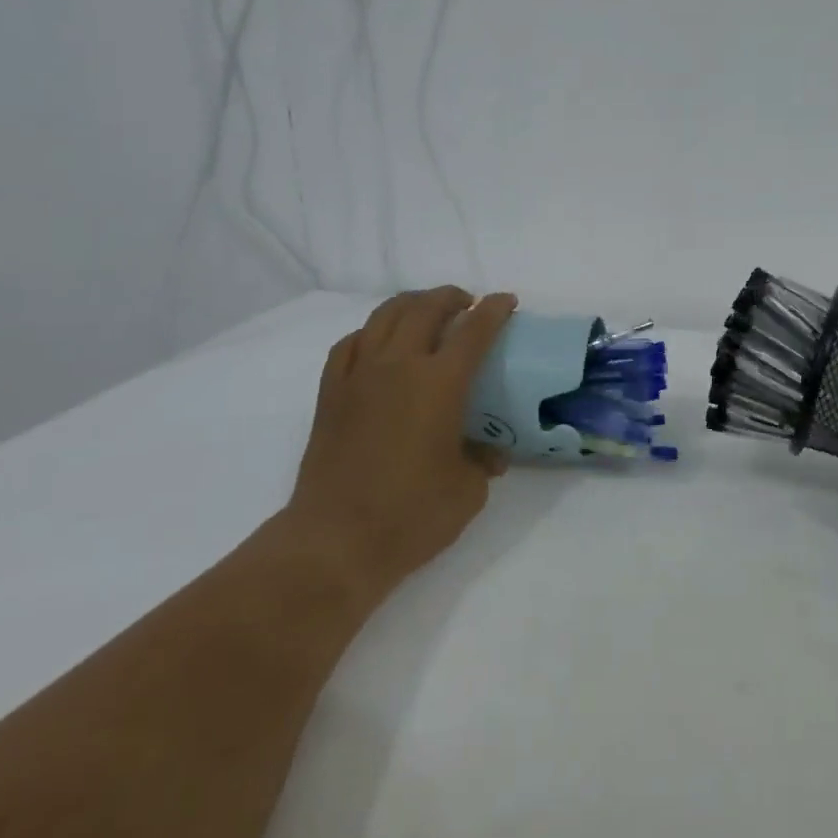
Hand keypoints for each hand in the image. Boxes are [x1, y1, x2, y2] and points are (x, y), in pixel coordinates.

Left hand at [287, 287, 517, 585]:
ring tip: (426, 310)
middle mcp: (399, 366)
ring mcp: (359, 376)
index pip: (474, 330)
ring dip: (411, 304)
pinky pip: (350, 344)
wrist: (335, 541)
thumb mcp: (468, 491)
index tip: (506, 301)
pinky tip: (377, 342)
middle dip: (451, 297)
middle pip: (425, 309)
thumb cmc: (411, 515)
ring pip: (384, 317)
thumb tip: (490, 453)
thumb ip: (483, 461)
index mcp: (440, 384)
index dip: (494, 310)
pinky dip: (370, 332)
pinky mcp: (330, 394)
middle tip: (467, 303)